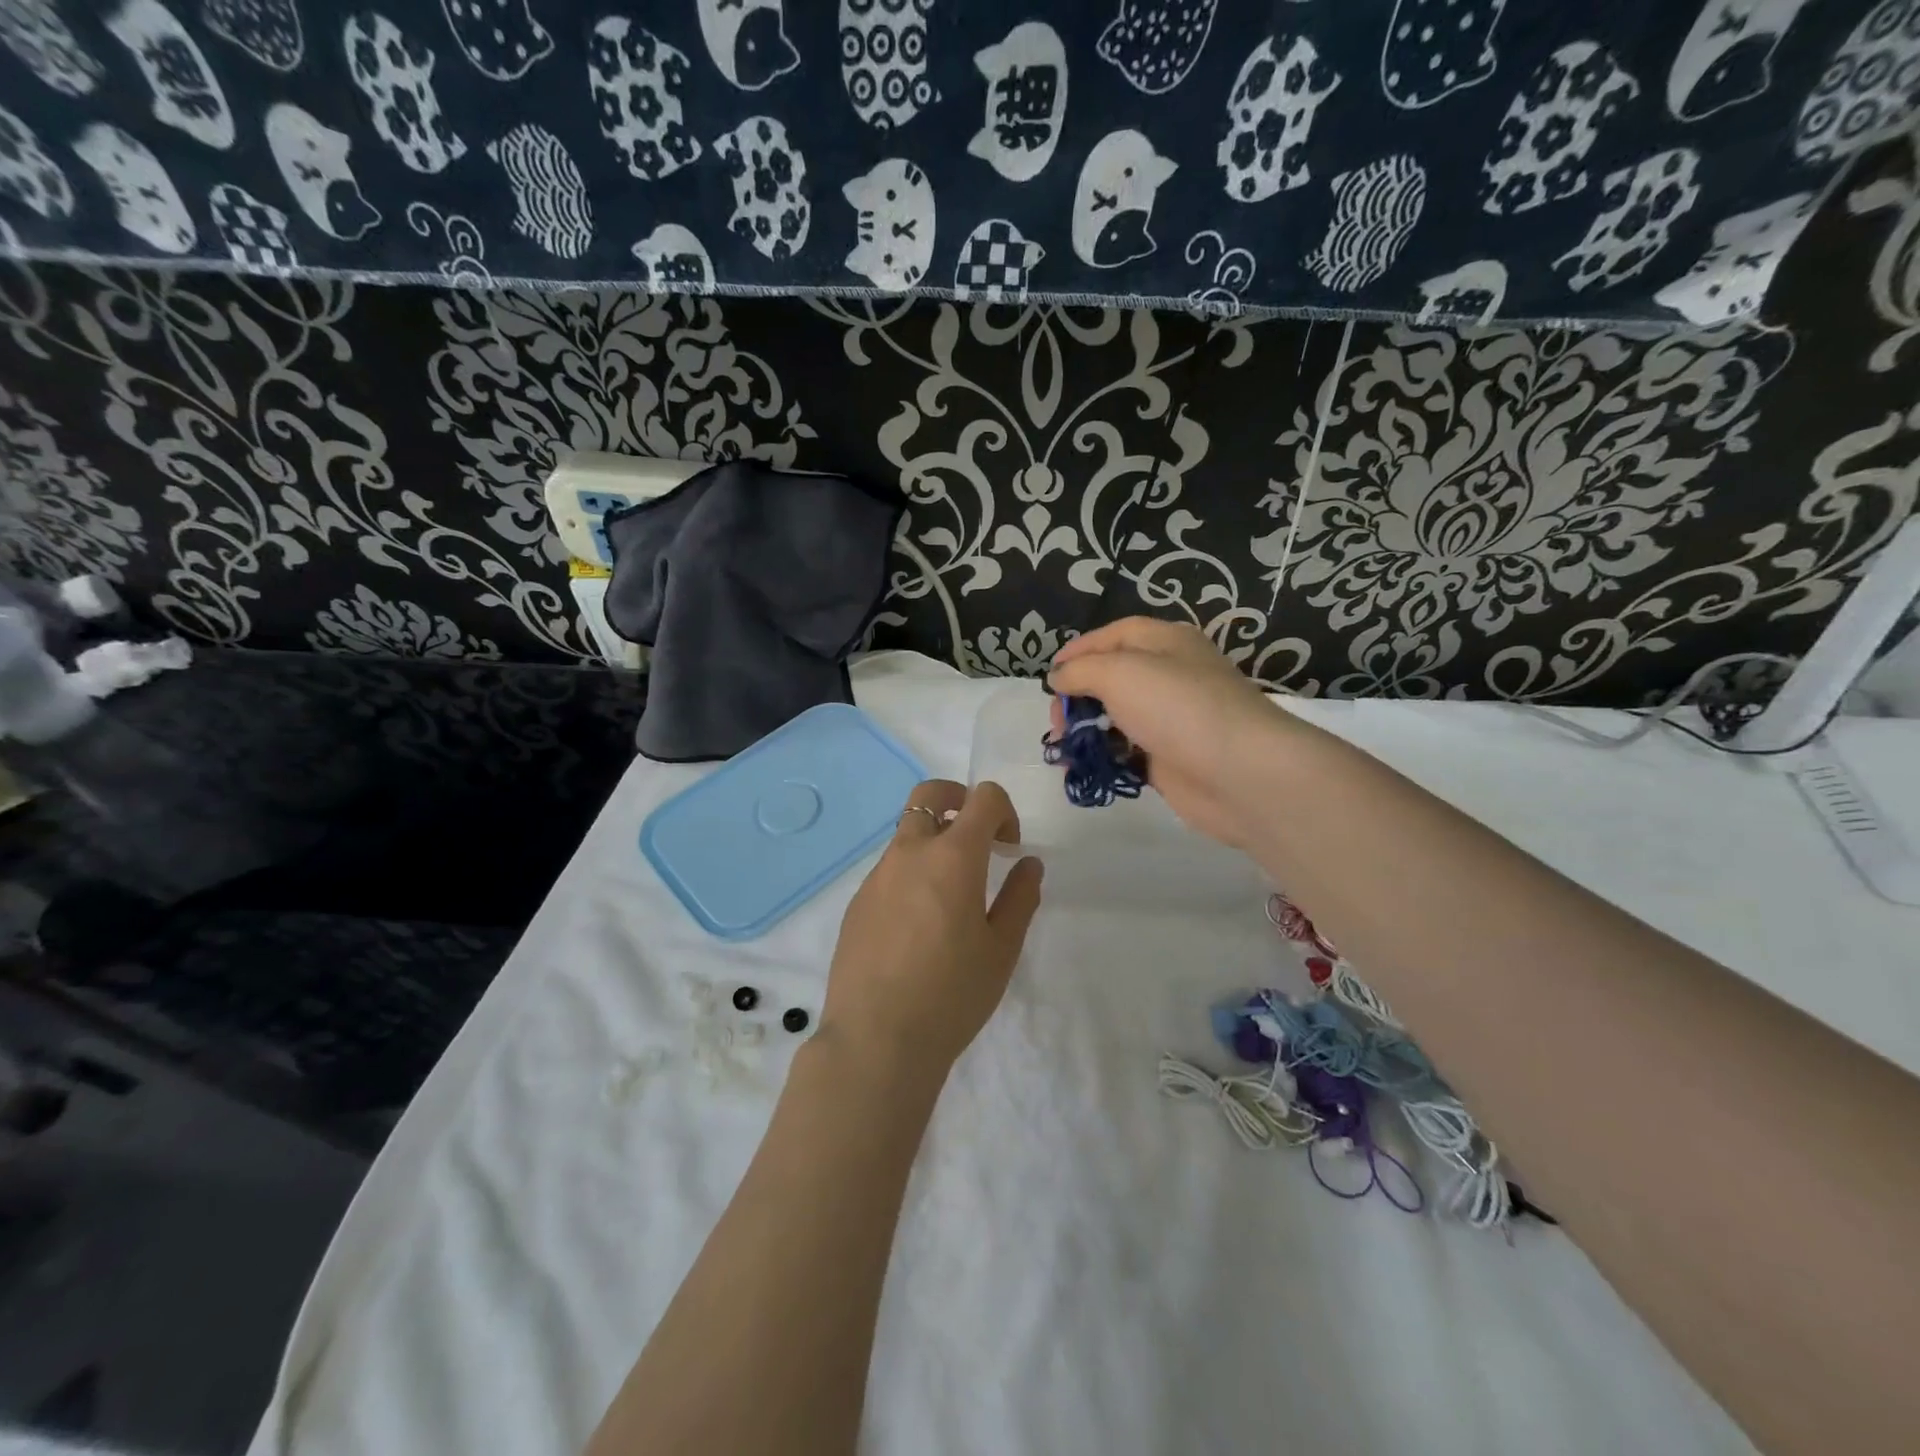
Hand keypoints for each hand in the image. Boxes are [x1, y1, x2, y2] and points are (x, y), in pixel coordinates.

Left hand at [821, 780, 1042, 1082]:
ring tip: (951, 897)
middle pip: (930, 794)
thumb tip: (1028, 864)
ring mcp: (877, 875)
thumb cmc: (951, 995)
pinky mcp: (857, 901)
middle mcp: (909, 852)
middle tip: (978, 837)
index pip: (982, 798)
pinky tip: (918, 927)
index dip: (1004, 811)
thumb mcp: (1001, 950)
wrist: (876, 1039)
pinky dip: (911, 875)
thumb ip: (1020, 898)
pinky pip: (889, 870)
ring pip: (908, 833)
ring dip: (934, 842)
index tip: (1009, 848)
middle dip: (959, 800)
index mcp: (952, 857)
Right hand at [1048, 617, 1292, 849]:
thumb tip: (1058, 678)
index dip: (1078, 650)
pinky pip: (1126, 752)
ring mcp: (1170, 719)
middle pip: (1112, 677)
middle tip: (1058, 720)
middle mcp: (1169, 675)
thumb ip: (1080, 671)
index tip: (1049, 677)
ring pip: (1116, 717)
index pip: (1114, 635)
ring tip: (1064, 747)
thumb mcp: (1119, 672)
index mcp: (1165, 642)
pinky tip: (1083, 768)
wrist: (1237, 771)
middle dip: (1078, 695)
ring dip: (1086, 729)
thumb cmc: (1177, 707)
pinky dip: (1103, 757)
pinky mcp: (1169, 759)